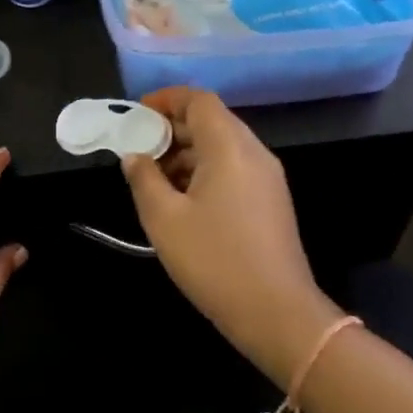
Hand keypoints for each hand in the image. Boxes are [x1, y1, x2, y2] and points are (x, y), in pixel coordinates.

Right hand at [121, 89, 341, 386]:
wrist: (278, 313)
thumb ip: (144, 179)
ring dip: (188, 152)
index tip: (138, 112)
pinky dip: (205, 170)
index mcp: (230, 146)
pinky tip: (182, 199)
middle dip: (173, 128)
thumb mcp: (165, 220)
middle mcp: (254, 152)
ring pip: (223, 146)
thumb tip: (134, 156)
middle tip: (139, 147)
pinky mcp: (272, 200)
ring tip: (154, 177)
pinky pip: (234, 168)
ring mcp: (267, 176)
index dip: (167, 99)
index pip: (199, 100)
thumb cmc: (215, 261)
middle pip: (212, 120)